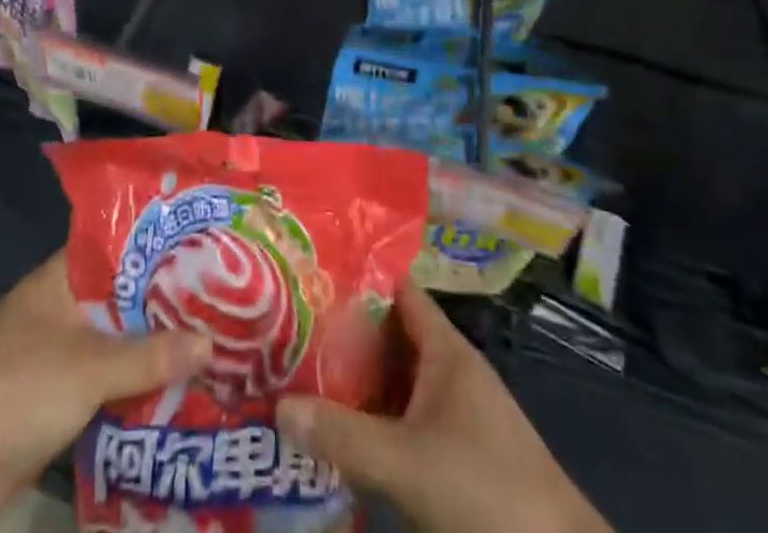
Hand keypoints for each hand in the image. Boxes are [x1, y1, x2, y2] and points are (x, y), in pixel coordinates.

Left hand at [0, 251, 211, 532]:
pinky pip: (104, 380)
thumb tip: (210, 344)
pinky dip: (132, 384)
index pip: (113, 247)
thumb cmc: (24, 387)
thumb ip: (151, 355)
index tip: (196, 245)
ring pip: (113, 341)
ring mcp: (54, 353)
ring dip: (149, 347)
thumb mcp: (93, 366)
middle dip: (160, 302)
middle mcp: (57, 308)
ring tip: (204, 342)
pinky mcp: (54, 398)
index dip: (153, 245)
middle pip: (118, 297)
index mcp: (59, 279)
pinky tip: (172, 389)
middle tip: (215, 299)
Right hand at [277, 280, 612, 532]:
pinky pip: (403, 423)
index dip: (357, 276)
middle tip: (290, 328)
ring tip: (300, 375)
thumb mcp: (407, 464)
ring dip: (356, 381)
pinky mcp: (457, 458)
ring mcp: (455, 417)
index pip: (397, 290)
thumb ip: (343, 435)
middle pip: (389, 337)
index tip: (310, 272)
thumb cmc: (488, 494)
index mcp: (445, 350)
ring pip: (394, 383)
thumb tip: (279, 406)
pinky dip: (373, 422)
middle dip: (344, 334)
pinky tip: (339, 436)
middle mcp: (450, 372)